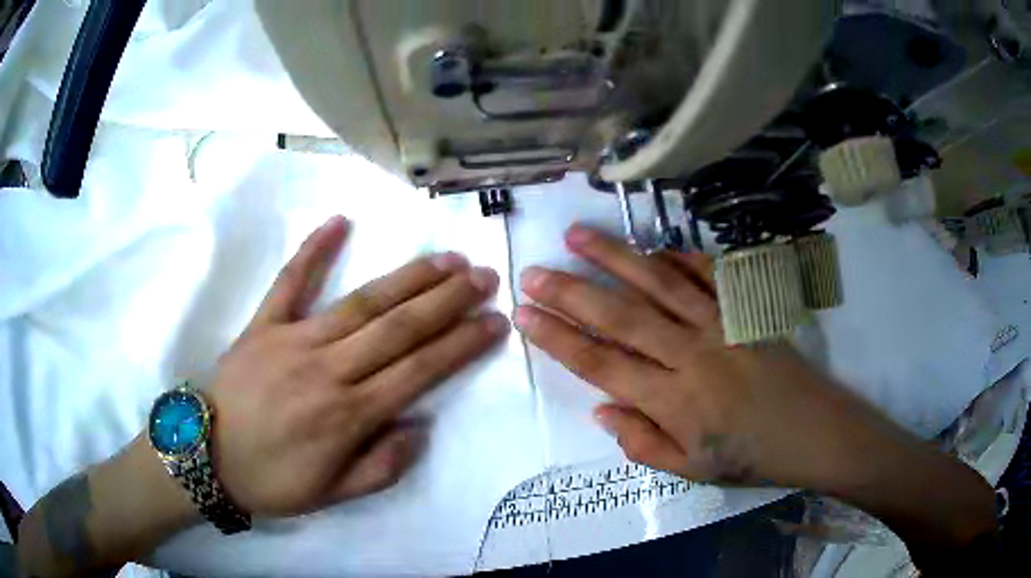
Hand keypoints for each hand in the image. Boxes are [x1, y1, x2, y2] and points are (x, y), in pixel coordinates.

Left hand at [207, 216, 508, 515]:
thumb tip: (420, 428)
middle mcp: (328, 370)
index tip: (494, 322)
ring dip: (408, 278)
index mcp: (349, 416)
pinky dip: (313, 250)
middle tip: (483, 276)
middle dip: (447, 300)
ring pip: (361, 302)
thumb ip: (382, 467)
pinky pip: (289, 282)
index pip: (419, 371)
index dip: (461, 344)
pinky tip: (340, 220)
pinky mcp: (263, 324)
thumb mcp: (333, 496)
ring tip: (445, 258)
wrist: (207, 457)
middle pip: (399, 328)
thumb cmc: (271, 480)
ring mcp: (293, 339)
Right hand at [514, 224, 908, 489]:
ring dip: (615, 257)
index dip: (559, 338)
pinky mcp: (744, 309)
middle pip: (620, 316)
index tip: (524, 314)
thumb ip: (641, 442)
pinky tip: (653, 245)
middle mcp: (690, 355)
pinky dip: (678, 256)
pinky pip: (706, 274)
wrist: (813, 432)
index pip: (601, 364)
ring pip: (658, 283)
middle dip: (570, 291)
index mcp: (673, 402)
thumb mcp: (690, 470)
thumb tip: (600, 409)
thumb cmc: (750, 457)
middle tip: (533, 271)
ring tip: (577, 235)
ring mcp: (720, 324)